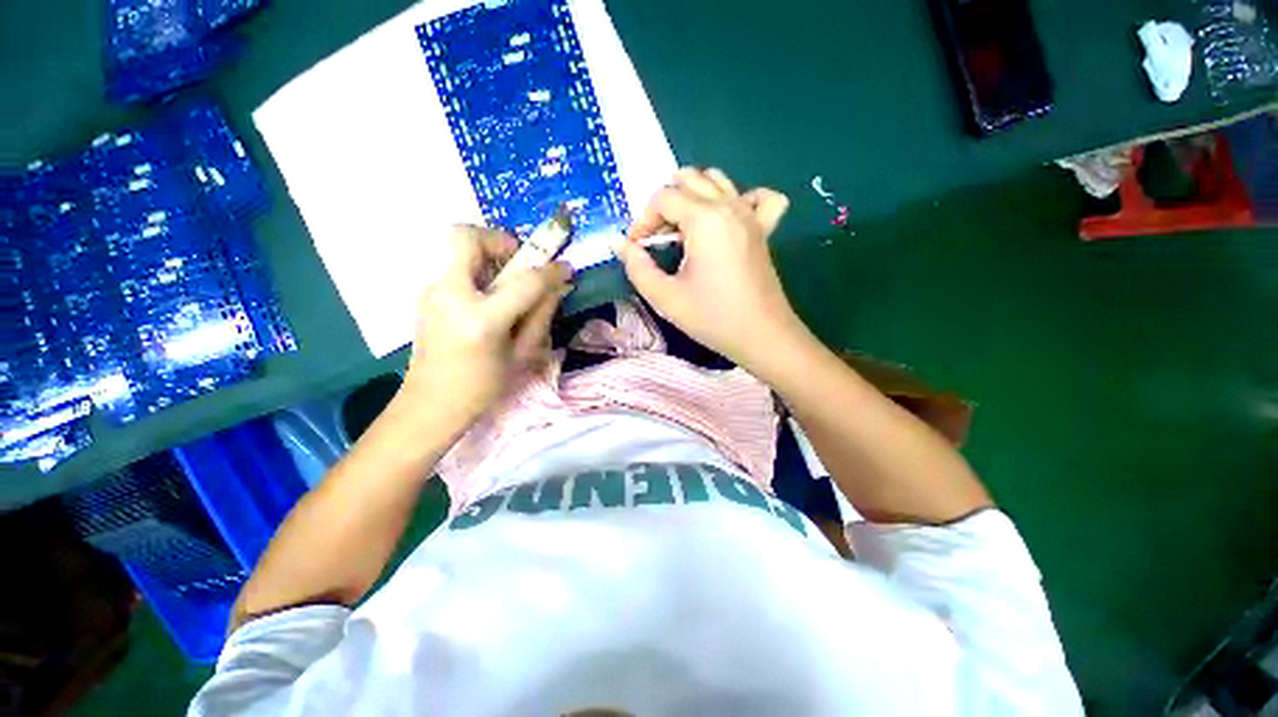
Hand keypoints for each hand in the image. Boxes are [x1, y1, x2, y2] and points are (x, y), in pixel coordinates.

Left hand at [400, 225, 570, 427]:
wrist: (430, 404)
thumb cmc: (482, 386)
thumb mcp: (521, 355)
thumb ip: (541, 315)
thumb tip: (558, 286)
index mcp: (482, 320)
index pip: (524, 282)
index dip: (551, 271)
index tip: (566, 267)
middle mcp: (450, 296)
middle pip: (465, 237)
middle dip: (499, 238)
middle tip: (519, 258)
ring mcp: (431, 292)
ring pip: (455, 246)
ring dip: (487, 251)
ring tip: (506, 277)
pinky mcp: (425, 294)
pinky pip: (452, 263)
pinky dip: (475, 265)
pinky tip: (488, 292)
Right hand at [613, 167, 806, 374]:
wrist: (761, 336)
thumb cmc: (712, 317)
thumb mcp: (665, 297)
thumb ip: (637, 267)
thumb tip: (619, 244)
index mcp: (704, 219)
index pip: (663, 198)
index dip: (643, 220)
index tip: (637, 249)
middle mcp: (729, 206)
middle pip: (688, 179)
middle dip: (665, 205)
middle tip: (658, 238)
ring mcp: (750, 215)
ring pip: (718, 180)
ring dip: (694, 195)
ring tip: (684, 228)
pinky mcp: (764, 229)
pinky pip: (758, 197)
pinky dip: (740, 199)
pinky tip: (728, 219)